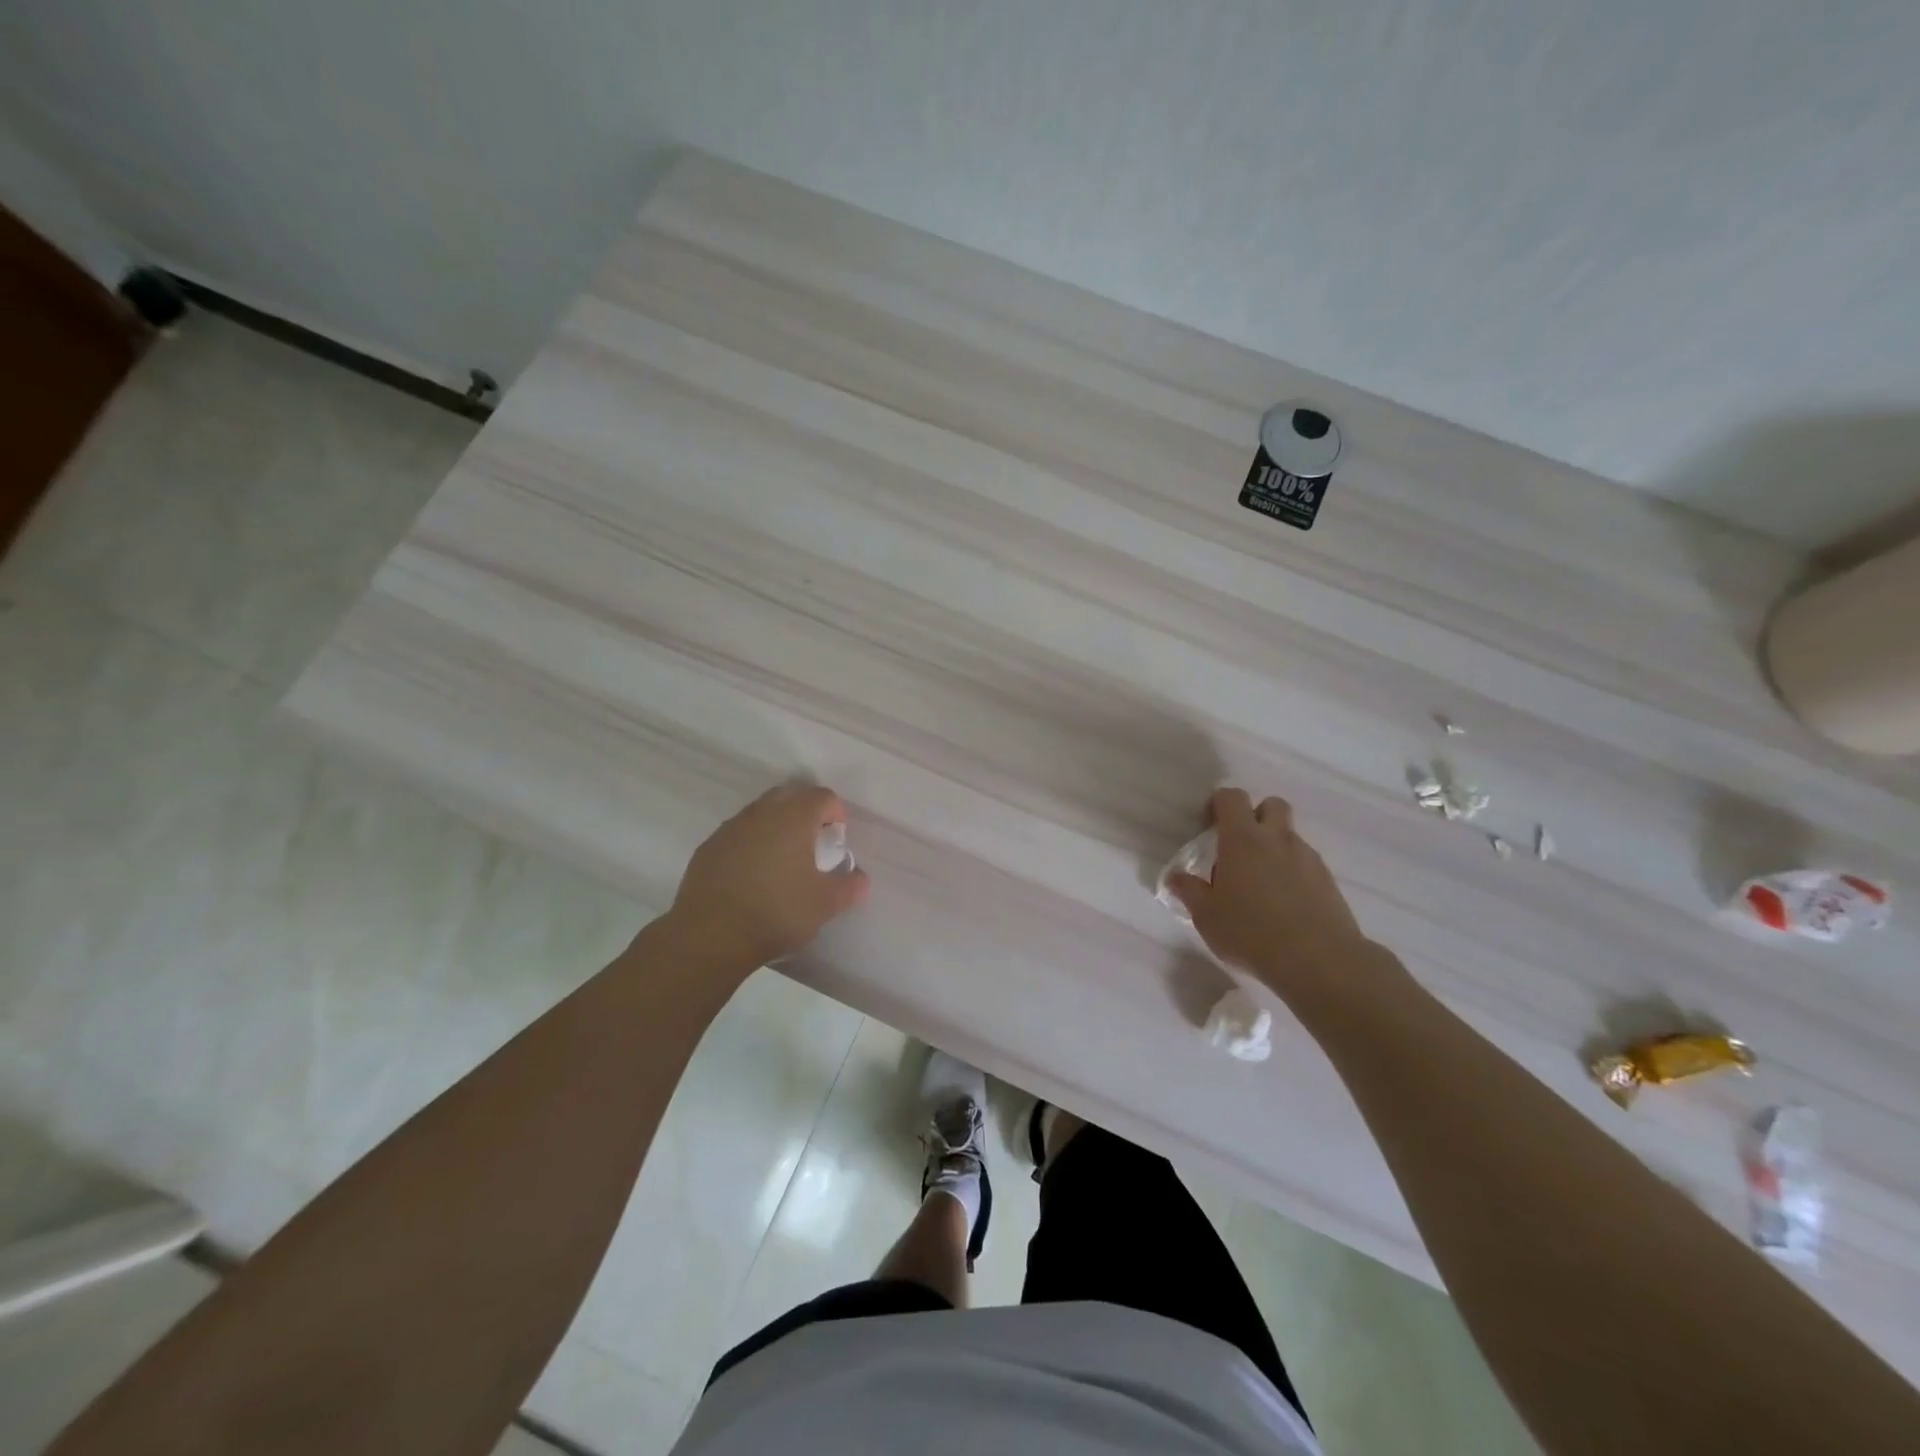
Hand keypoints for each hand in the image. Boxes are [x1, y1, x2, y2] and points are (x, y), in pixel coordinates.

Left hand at [664, 784, 870, 966]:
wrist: (710, 936)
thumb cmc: (777, 912)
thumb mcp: (825, 905)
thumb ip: (849, 887)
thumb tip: (861, 879)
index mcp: (794, 818)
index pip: (823, 796)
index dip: (836, 814)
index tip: (837, 841)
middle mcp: (761, 813)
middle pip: (789, 796)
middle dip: (805, 813)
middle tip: (813, 844)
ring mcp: (730, 829)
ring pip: (760, 813)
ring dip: (776, 827)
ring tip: (782, 862)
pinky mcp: (708, 848)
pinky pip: (737, 834)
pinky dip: (750, 844)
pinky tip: (752, 876)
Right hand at [1166, 788, 1375, 995]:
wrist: (1319, 961)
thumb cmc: (1251, 932)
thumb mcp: (1206, 916)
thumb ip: (1190, 891)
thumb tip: (1175, 877)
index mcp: (1243, 839)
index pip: (1232, 798)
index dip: (1219, 803)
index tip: (1209, 824)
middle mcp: (1277, 839)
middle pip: (1272, 805)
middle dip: (1256, 815)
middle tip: (1240, 846)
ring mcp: (1307, 858)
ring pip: (1290, 836)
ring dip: (1275, 847)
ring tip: (1262, 883)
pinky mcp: (1328, 881)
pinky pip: (1306, 863)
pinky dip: (1294, 872)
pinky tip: (1285, 903)